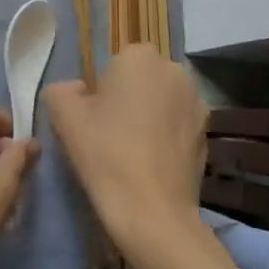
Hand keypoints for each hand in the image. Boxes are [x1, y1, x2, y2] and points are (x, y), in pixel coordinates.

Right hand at [44, 44, 208, 262]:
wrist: (152, 212)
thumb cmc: (106, 154)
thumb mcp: (64, 118)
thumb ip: (61, 90)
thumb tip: (76, 89)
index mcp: (139, 56)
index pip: (114, 64)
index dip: (101, 91)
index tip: (94, 120)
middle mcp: (174, 69)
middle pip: (141, 79)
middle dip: (128, 98)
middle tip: (110, 135)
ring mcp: (196, 100)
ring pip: (162, 100)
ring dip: (150, 115)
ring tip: (133, 152)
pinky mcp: (207, 131)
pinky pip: (178, 124)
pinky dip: (167, 136)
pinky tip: (153, 164)